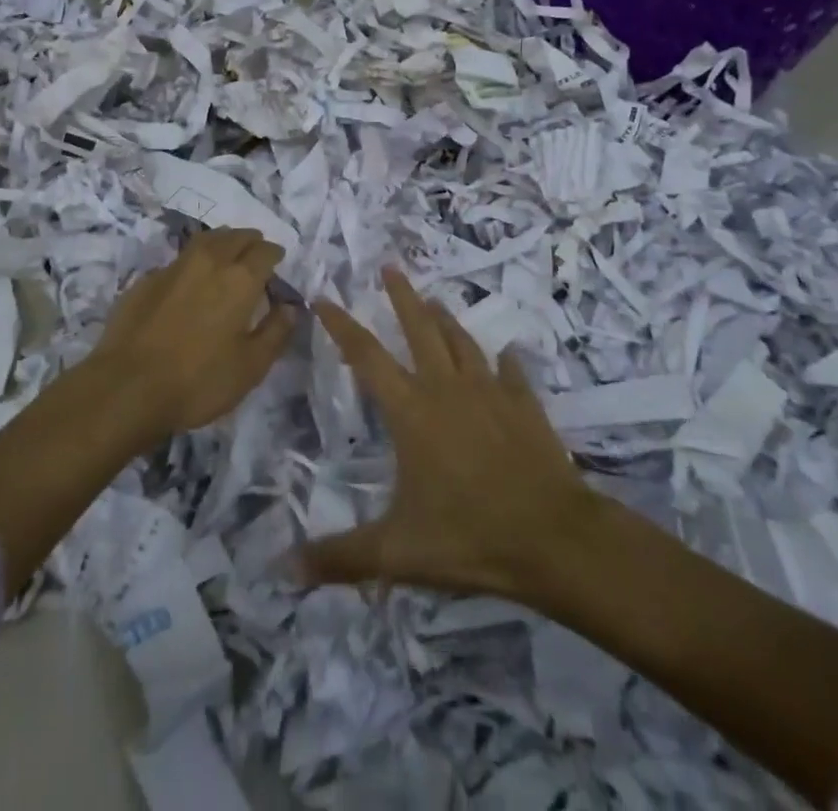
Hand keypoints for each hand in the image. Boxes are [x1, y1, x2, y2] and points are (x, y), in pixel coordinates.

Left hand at [90, 227, 296, 441]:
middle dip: (250, 241)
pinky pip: (179, 261)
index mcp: (240, 279)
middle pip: (235, 236)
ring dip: (222, 242)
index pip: (265, 251)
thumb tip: (291, 307)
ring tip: (227, 255)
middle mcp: (209, 262)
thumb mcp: (250, 367)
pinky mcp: (146, 280)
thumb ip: (276, 332)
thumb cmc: (198, 381)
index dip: (275, 255)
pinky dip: (193, 264)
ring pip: (205, 240)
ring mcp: (174, 267)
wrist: (127, 388)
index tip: (278, 263)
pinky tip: (189, 282)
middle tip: (256, 254)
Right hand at [306, 268, 600, 599]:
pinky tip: (506, 354)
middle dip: (401, 297)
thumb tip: (283, 569)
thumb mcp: (397, 552)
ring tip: (434, 300)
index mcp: (411, 412)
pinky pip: (512, 374)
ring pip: (462, 342)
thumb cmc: (469, 536)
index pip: (366, 357)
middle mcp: (447, 389)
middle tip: (390, 267)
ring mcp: (490, 393)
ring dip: (445, 319)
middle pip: (419, 329)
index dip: (342, 326)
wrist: (554, 538)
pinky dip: (505, 362)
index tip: (323, 298)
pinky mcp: (525, 407)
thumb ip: (341, 557)